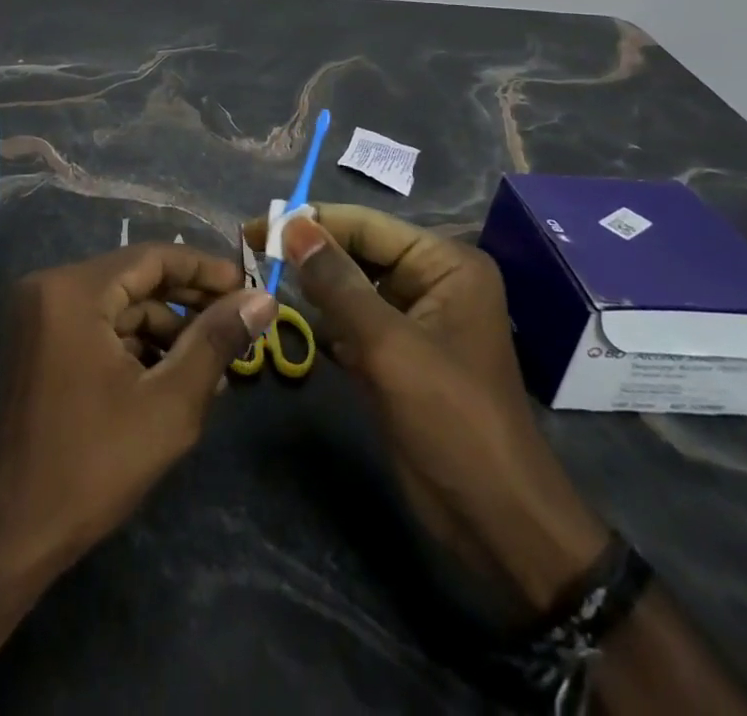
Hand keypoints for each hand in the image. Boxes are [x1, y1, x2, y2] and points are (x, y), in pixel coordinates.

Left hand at [0, 243, 275, 570]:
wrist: (16, 531)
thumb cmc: (96, 464)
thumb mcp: (170, 403)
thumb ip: (216, 341)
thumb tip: (262, 298)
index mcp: (73, 291)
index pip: (150, 257)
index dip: (203, 269)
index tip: (246, 284)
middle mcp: (49, 288)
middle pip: (133, 278)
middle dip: (186, 301)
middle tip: (237, 320)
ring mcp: (37, 316)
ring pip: (116, 305)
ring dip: (163, 328)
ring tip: (212, 361)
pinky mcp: (36, 343)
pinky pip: (95, 326)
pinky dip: (133, 343)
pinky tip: (170, 374)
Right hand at [244, 204, 607, 612]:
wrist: (496, 522)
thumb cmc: (451, 421)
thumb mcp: (388, 345)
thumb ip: (336, 282)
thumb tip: (290, 225)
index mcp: (445, 264)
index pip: (365, 225)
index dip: (310, 222)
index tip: (253, 227)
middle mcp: (432, 280)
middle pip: (357, 251)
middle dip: (309, 255)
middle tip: (250, 254)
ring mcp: (415, 318)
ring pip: (351, 285)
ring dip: (312, 287)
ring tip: (261, 281)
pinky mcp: (398, 353)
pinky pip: (353, 319)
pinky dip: (325, 320)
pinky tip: (291, 321)